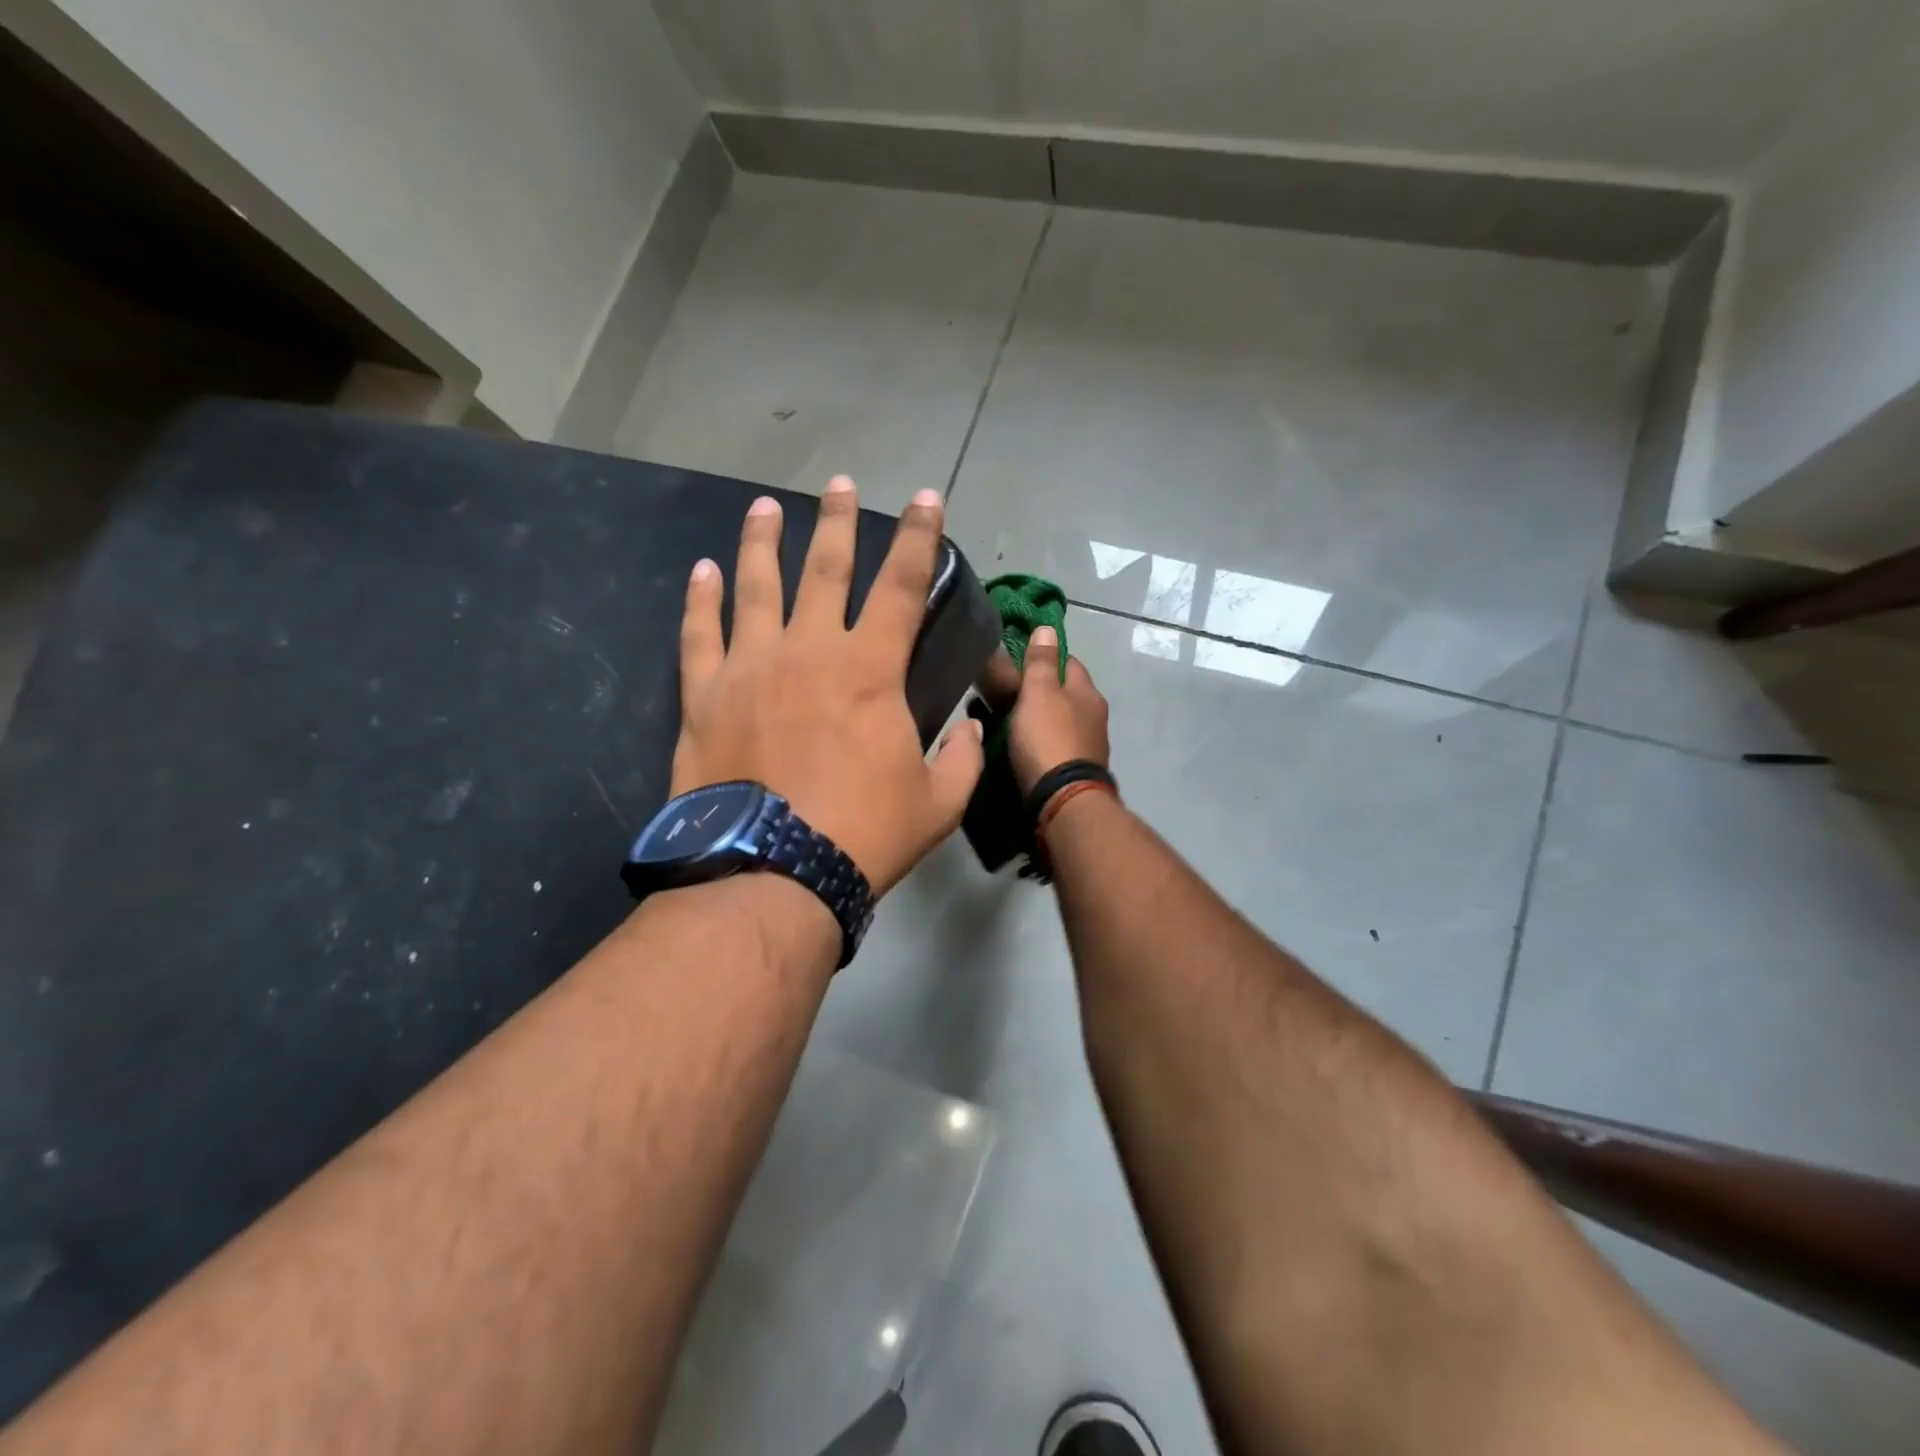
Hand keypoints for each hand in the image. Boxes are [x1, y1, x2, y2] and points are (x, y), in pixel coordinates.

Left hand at [671, 477, 984, 896]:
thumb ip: (961, 759)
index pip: (903, 584)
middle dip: (838, 522)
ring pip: (755, 585)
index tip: (927, 499)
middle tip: (840, 485)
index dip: (919, 536)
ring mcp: (750, 666)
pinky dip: (700, 598)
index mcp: (870, 669)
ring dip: (762, 541)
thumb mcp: (937, 803)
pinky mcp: (704, 695)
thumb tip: (970, 729)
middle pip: (825, 567)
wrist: (771, 874)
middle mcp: (809, 649)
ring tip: (765, 507)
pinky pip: (699, 633)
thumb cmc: (862, 835)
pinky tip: (701, 570)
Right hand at [1007, 626, 1110, 797]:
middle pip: (1065, 693)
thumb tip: (1047, 628)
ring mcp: (1088, 745)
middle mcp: (1094, 716)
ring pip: (1060, 720)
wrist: (1062, 800)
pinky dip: (1040, 742)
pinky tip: (1022, 747)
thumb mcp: (1039, 692)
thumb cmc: (1048, 738)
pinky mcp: (1077, 770)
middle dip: (1039, 690)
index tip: (1018, 660)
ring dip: (1038, 718)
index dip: (1045, 657)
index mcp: (1088, 692)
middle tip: (1006, 693)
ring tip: (1008, 720)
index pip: (1069, 662)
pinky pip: (1055, 745)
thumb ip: (1041, 661)